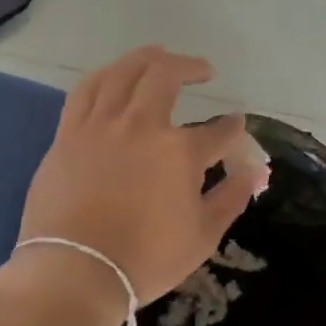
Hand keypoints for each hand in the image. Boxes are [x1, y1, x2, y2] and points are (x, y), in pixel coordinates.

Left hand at [17, 46, 270, 307]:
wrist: (75, 271)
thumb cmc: (145, 260)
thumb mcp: (202, 236)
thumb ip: (230, 198)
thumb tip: (255, 172)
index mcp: (179, 152)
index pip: (218, 131)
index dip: (232, 127)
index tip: (236, 126)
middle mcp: (141, 125)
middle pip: (166, 76)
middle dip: (190, 66)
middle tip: (203, 70)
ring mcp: (101, 125)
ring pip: (123, 72)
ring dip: (146, 58)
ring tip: (159, 54)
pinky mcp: (69, 133)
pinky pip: (85, 90)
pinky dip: (104, 75)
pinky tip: (112, 74)